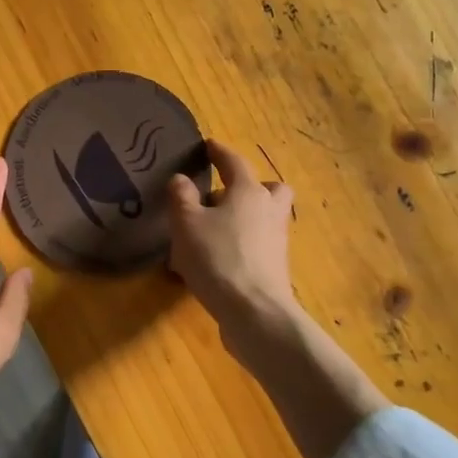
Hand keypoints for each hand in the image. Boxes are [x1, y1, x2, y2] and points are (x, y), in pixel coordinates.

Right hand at [166, 140, 296, 337]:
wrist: (254, 312)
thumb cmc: (218, 258)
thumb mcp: (186, 223)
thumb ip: (181, 196)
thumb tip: (181, 178)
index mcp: (249, 191)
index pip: (234, 162)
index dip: (219, 152)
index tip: (209, 145)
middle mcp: (269, 210)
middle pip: (268, 188)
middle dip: (249, 187)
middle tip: (223, 196)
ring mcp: (276, 241)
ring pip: (264, 218)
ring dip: (244, 218)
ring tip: (213, 231)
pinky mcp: (275, 268)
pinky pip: (258, 245)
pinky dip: (242, 245)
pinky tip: (218, 260)